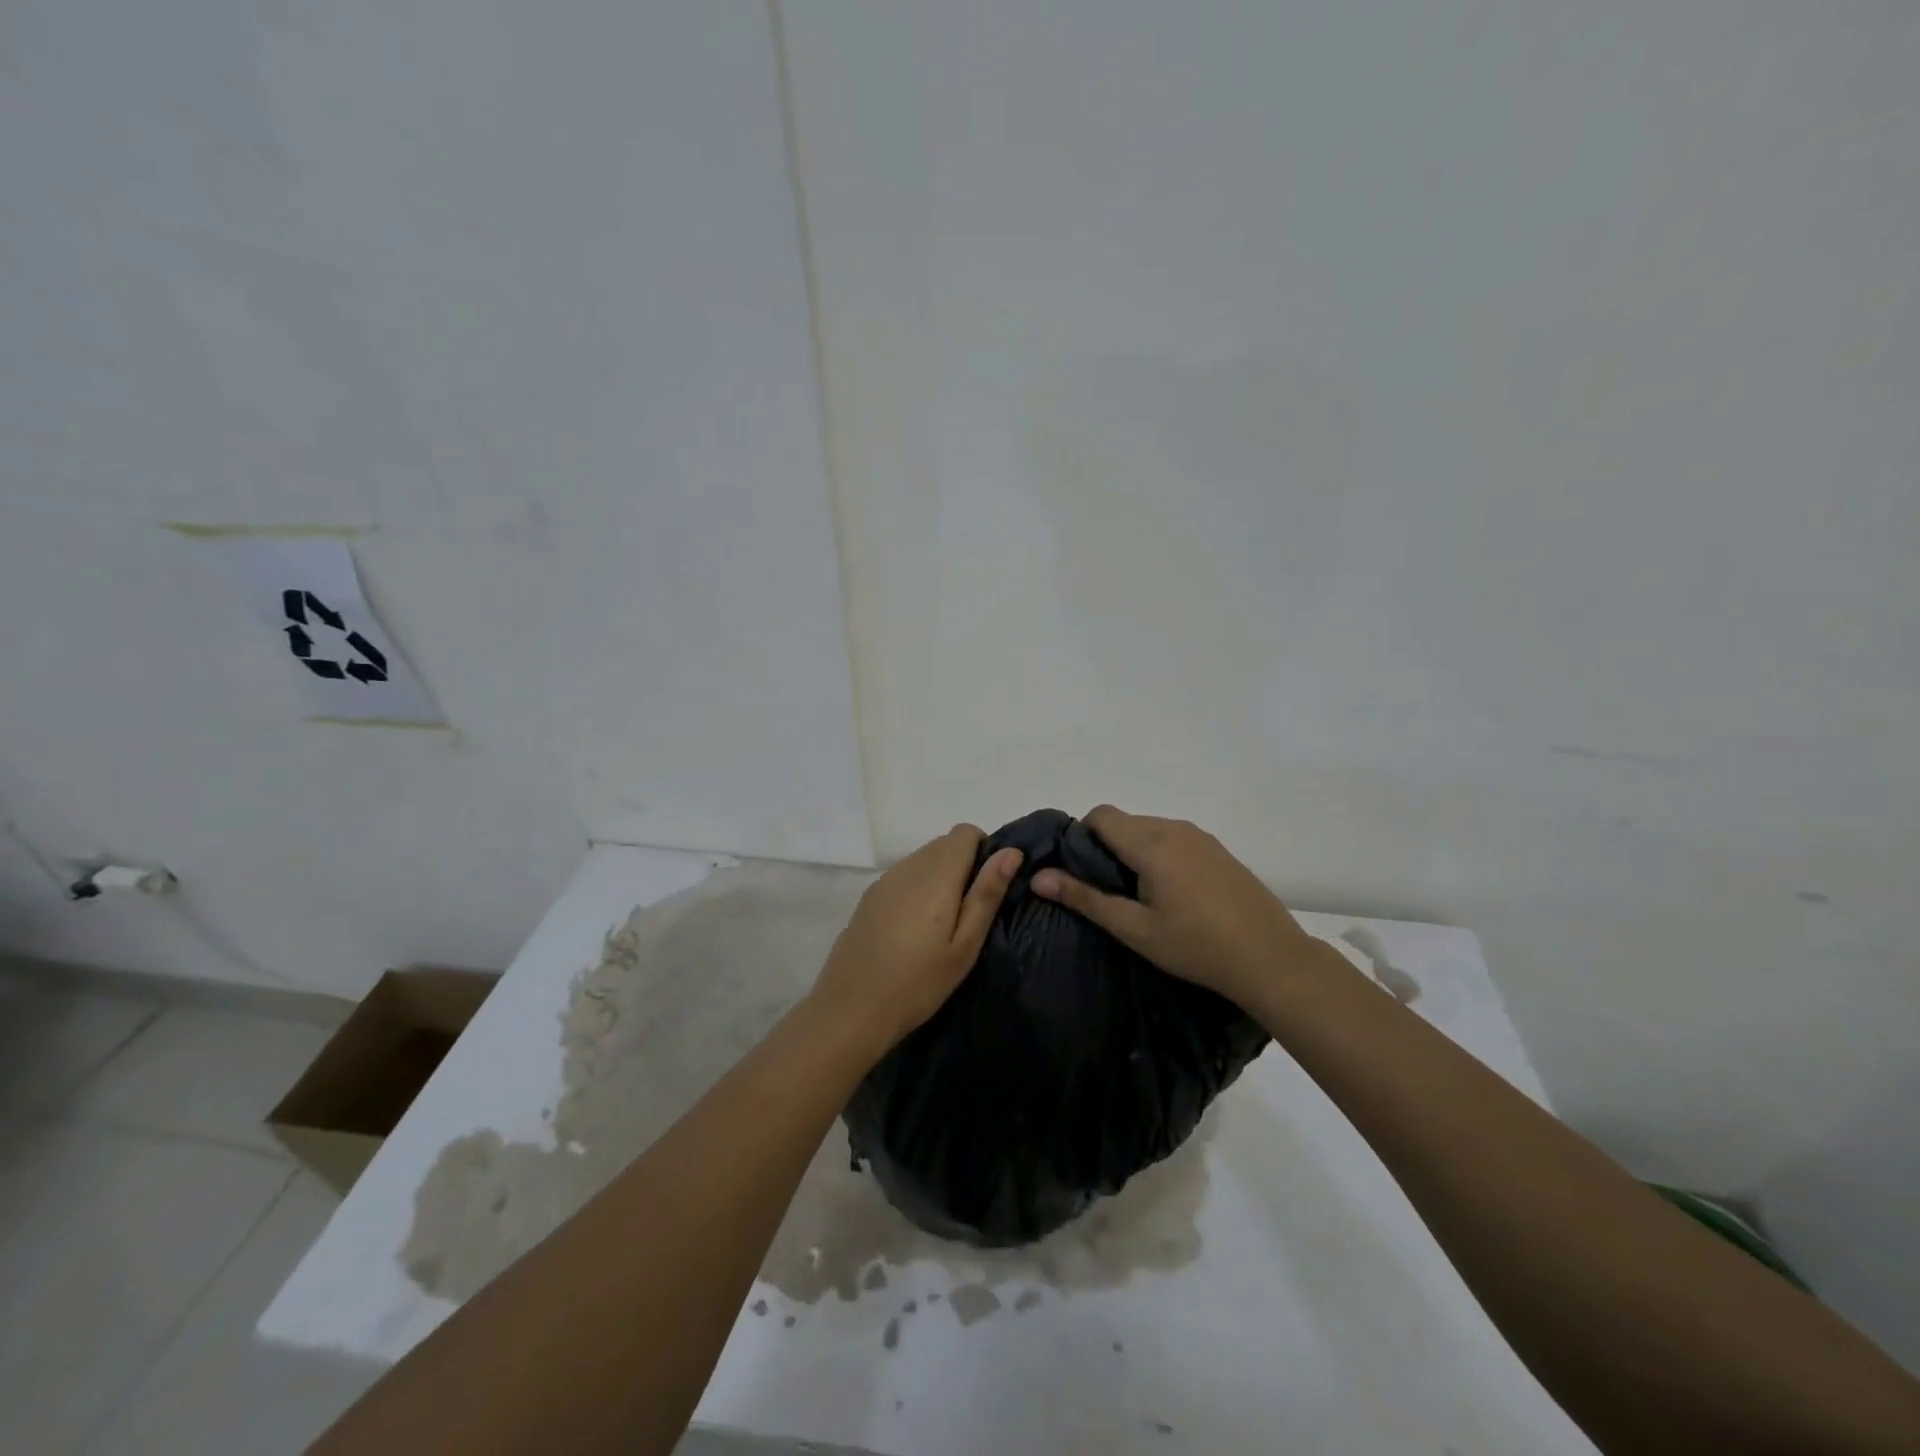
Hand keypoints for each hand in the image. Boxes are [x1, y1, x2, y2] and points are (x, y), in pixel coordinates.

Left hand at [809, 825, 1022, 1055]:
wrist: (852, 1008)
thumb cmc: (919, 982)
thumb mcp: (965, 944)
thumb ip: (986, 893)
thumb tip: (1011, 852)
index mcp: (936, 874)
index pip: (965, 832)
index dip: (984, 851)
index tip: (987, 889)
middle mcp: (909, 866)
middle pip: (944, 844)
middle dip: (964, 866)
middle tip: (969, 914)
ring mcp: (885, 880)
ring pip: (923, 859)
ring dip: (940, 877)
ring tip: (942, 925)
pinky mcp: (869, 896)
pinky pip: (903, 877)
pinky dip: (917, 889)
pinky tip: (914, 929)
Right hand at [1031, 805, 1326, 1008]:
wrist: (1271, 959)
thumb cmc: (1195, 946)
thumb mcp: (1134, 928)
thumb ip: (1085, 898)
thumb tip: (1038, 877)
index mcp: (1151, 843)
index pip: (1101, 814)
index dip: (1082, 836)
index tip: (1083, 872)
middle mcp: (1175, 828)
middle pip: (1125, 821)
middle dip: (1107, 847)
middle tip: (1109, 892)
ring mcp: (1202, 837)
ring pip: (1150, 829)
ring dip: (1134, 851)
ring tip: (1142, 897)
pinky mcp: (1219, 850)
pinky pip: (1175, 839)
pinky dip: (1161, 855)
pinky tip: (1174, 896)